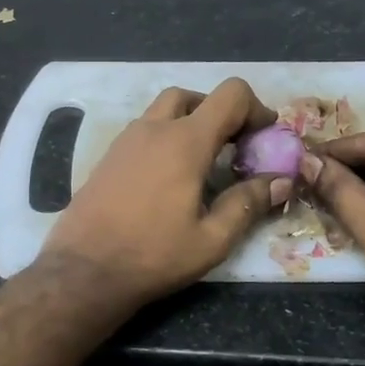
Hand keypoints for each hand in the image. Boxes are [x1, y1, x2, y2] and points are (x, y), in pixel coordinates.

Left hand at [43, 79, 292, 306]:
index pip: (230, 94)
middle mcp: (153, 129)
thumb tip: (281, 180)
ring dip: (190, 122)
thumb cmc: (152, 256)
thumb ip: (248, 204)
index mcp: (185, 141)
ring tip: (204, 163)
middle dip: (220, 113)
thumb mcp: (212, 240)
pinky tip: (170, 177)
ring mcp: (125, 140)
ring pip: (164, 110)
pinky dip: (165, 137)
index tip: (264, 138)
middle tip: (233, 148)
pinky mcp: (108, 156)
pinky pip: (144, 130)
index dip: (255, 108)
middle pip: (194, 96)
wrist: (83, 271)